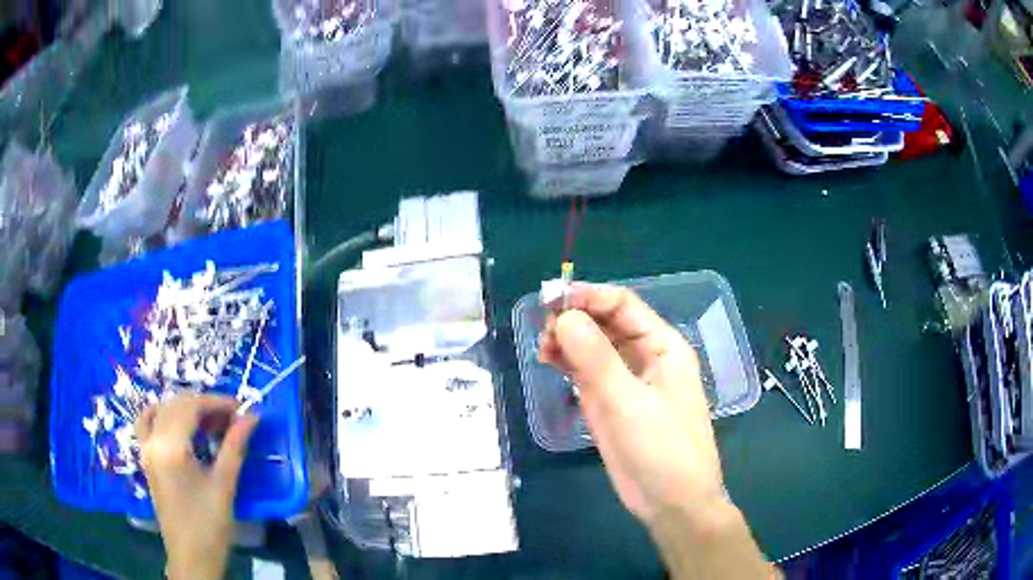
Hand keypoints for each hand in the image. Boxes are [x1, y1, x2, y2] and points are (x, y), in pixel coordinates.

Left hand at [136, 395, 258, 579]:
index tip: (241, 408)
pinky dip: (163, 415)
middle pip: (176, 404)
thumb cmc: (209, 524)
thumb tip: (251, 416)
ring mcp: (146, 448)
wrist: (191, 556)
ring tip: (210, 422)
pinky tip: (178, 423)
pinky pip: (148, 422)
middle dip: (204, 405)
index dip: (217, 402)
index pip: (191, 406)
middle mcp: (153, 440)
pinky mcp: (146, 457)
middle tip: (232, 418)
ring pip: (163, 410)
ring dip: (186, 409)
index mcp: (170, 446)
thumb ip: (235, 446)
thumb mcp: (224, 485)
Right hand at [539, 285, 724, 527]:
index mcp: (662, 346)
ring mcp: (627, 381)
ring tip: (542, 348)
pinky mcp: (612, 404)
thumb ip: (596, 359)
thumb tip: (564, 316)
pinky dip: (568, 363)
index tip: (549, 300)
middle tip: (542, 331)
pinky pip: (588, 373)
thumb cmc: (661, 449)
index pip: (622, 305)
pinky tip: (549, 360)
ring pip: (594, 347)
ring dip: (567, 341)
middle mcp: (645, 357)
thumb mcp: (627, 402)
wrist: (672, 503)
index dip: (587, 296)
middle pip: (605, 323)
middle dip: (574, 319)